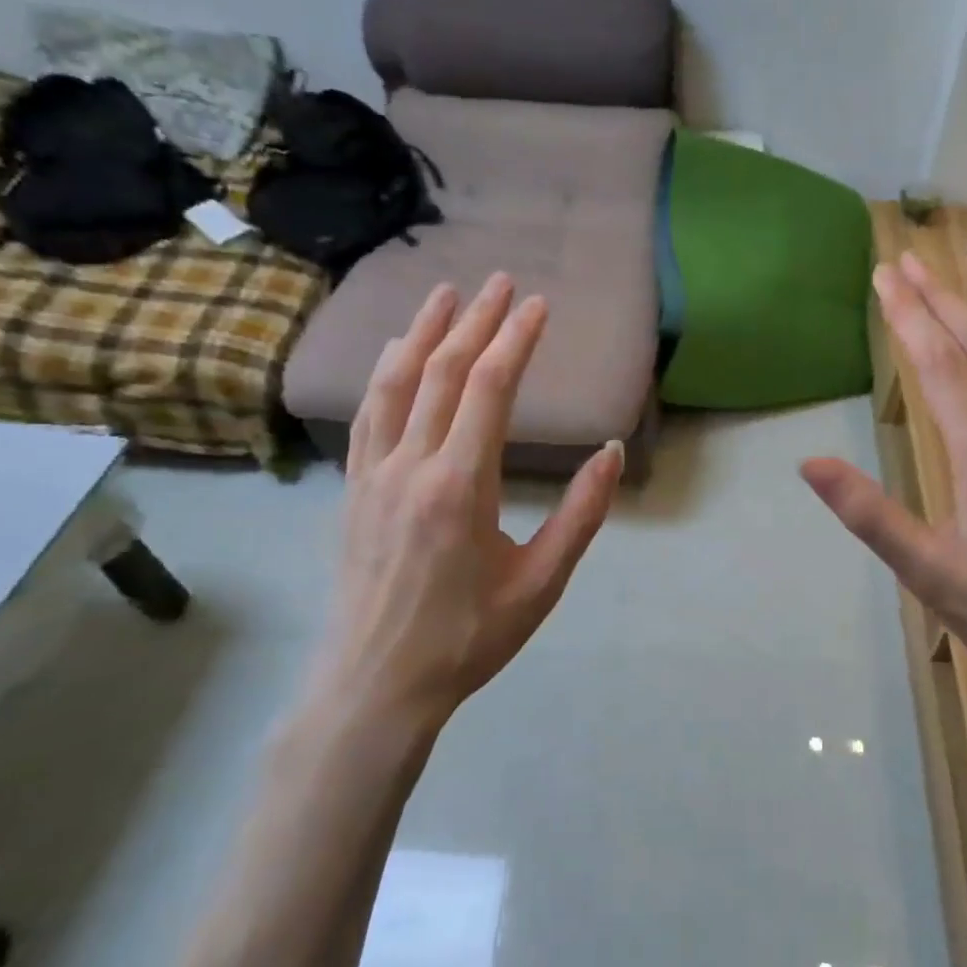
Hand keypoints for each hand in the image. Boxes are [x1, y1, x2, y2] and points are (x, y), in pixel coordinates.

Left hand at [321, 274, 622, 733]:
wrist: (377, 685)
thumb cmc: (469, 639)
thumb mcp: (541, 583)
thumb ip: (580, 515)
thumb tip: (612, 453)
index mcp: (461, 486)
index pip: (488, 390)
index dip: (515, 340)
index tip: (538, 306)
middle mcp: (411, 466)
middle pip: (442, 373)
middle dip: (476, 321)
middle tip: (502, 282)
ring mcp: (373, 475)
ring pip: (395, 384)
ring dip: (423, 332)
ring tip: (446, 294)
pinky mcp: (354, 489)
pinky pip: (368, 415)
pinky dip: (386, 373)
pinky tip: (398, 354)